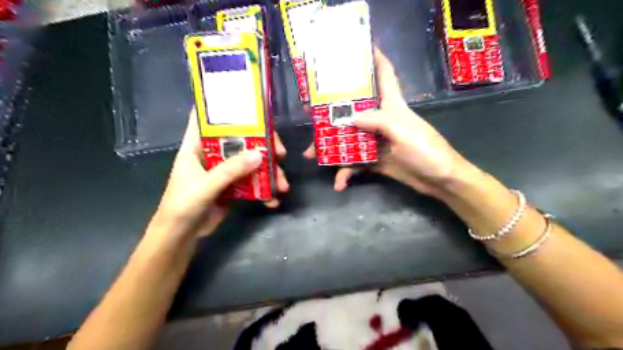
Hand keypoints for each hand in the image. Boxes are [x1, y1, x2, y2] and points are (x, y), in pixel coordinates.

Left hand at [148, 110, 290, 238]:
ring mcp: (224, 171)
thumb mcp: (205, 186)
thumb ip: (230, 170)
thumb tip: (260, 154)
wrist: (181, 236)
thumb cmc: (182, 205)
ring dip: (268, 172)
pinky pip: (252, 182)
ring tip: (282, 185)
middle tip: (280, 153)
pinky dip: (264, 190)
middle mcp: (212, 154)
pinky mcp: (233, 186)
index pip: (206, 118)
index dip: (223, 107)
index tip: (248, 104)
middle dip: (262, 145)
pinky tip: (272, 200)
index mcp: (197, 146)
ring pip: (250, 162)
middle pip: (240, 140)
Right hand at [304, 47, 469, 198]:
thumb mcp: (404, 132)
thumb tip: (350, 118)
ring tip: (311, 155)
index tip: (358, 48)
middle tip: (311, 115)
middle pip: (354, 110)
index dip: (374, 58)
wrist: (440, 181)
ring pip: (348, 139)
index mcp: (392, 106)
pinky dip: (346, 173)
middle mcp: (381, 120)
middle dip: (333, 111)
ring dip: (331, 148)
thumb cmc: (427, 151)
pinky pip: (355, 164)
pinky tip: (339, 184)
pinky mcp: (375, 160)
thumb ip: (377, 121)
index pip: (384, 74)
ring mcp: (376, 142)